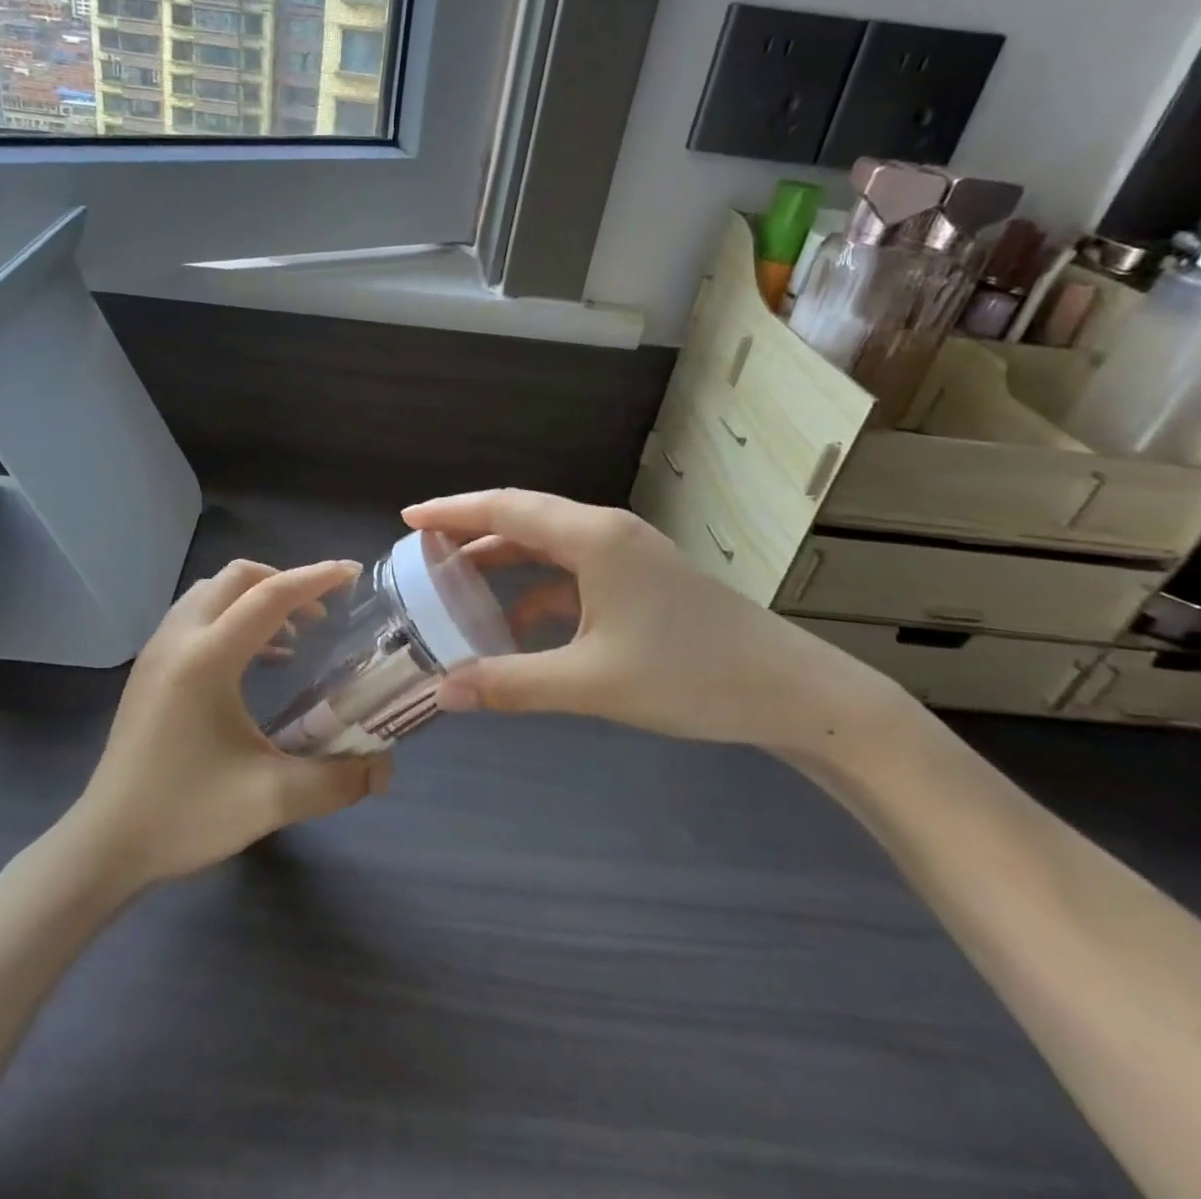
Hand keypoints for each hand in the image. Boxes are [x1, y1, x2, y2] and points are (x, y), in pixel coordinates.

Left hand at [69, 559, 391, 889]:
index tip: (354, 573)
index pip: (270, 596)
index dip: (316, 578)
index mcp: (207, 658)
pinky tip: (257, 661)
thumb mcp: (270, 800)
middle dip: (285, 582)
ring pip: (212, 591)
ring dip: (255, 597)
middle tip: (323, 613)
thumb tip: (383, 770)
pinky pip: (196, 615)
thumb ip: (336, 781)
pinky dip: (232, 616)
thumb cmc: (185, 814)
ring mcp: (158, 650)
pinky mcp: (149, 668)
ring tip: (293, 633)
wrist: (106, 844)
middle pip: (238, 578)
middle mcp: (179, 638)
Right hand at [402, 489, 911, 752]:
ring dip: (502, 559)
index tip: (408, 519)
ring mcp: (627, 554)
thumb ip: (512, 684)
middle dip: (470, 529)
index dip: (452, 511)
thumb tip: (442, 691)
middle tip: (422, 550)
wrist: (791, 691)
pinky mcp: (640, 579)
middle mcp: (606, 532)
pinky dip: (536, 589)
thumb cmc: (690, 675)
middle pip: (523, 516)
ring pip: (547, 543)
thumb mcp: (592, 683)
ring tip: (456, 581)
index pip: (505, 509)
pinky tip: (517, 623)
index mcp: (592, 538)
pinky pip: (572, 571)